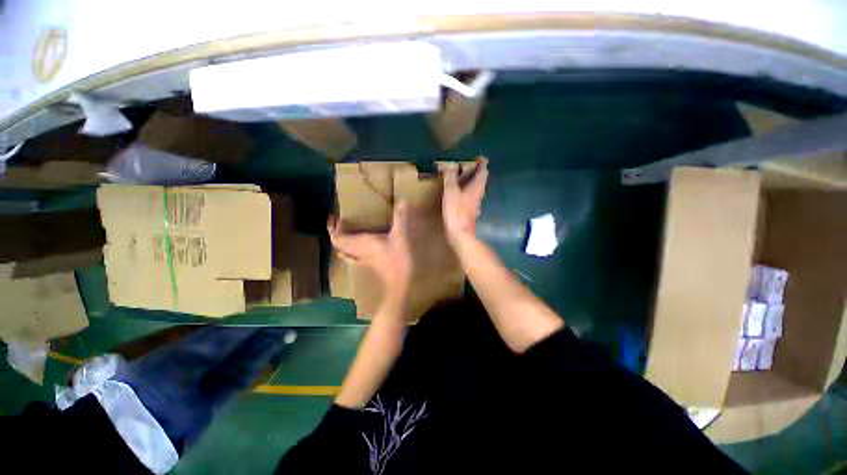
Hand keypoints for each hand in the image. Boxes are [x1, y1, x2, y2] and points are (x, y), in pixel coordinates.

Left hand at [328, 201, 412, 298]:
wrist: (401, 284)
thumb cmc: (399, 260)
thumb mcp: (401, 236)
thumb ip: (400, 218)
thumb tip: (403, 200)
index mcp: (362, 243)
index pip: (338, 237)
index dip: (333, 228)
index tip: (332, 217)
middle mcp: (358, 252)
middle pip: (339, 244)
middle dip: (336, 232)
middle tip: (338, 222)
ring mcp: (363, 260)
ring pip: (345, 251)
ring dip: (341, 242)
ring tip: (344, 232)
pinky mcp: (369, 266)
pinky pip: (352, 258)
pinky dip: (348, 252)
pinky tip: (351, 251)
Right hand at [442, 158, 488, 246]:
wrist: (460, 235)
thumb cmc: (456, 212)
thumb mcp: (451, 192)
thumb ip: (450, 178)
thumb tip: (450, 166)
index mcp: (476, 188)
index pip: (483, 172)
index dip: (482, 164)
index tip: (481, 157)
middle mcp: (478, 195)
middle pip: (479, 181)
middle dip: (475, 172)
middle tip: (467, 165)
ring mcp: (474, 205)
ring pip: (474, 190)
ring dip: (469, 182)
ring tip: (461, 177)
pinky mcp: (468, 212)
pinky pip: (468, 197)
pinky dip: (464, 192)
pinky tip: (457, 194)